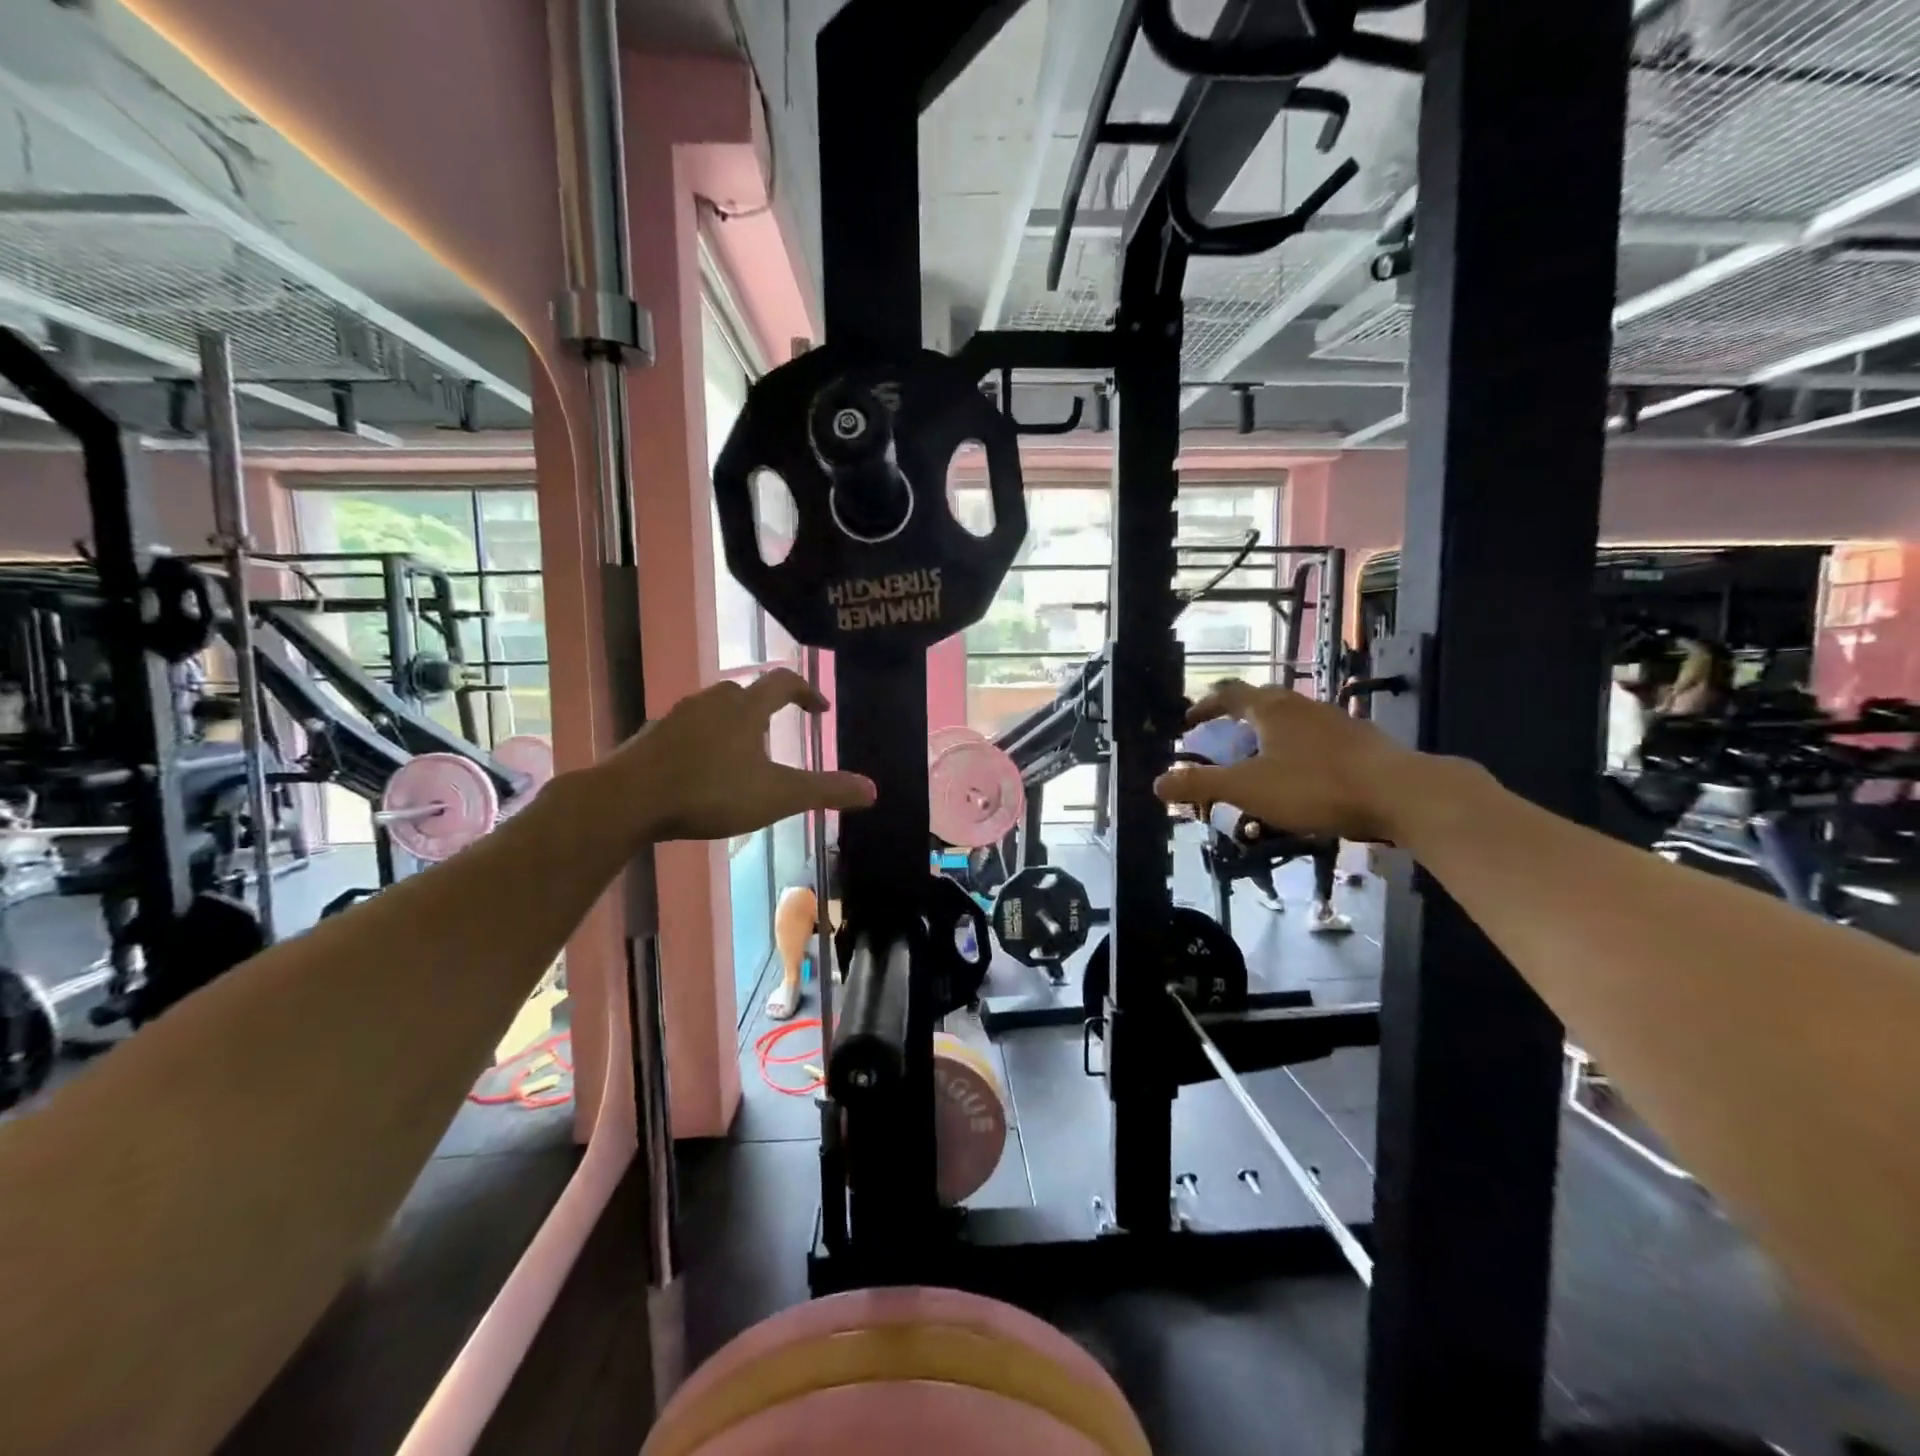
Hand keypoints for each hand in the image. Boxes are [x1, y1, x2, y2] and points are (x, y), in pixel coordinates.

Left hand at [605, 670, 875, 842]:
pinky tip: (700, 771)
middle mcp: (711, 702)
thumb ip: (825, 791)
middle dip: (765, 708)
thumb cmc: (710, 792)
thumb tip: (873, 790)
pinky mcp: (651, 737)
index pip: (783, 683)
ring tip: (740, 755)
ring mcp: (676, 717)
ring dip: (732, 724)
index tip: (819, 709)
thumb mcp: (776, 796)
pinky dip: (701, 742)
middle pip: (744, 692)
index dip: (806, 692)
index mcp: (745, 708)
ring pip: (712, 710)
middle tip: (776, 732)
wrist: (628, 800)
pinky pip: (686, 730)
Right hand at [1153, 679, 1419, 841]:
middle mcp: (1301, 705)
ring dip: (1268, 735)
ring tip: (1259, 760)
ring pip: (1291, 720)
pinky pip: (1316, 738)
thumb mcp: (1247, 789)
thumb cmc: (1315, 786)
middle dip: (1236, 718)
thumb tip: (1156, 783)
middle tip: (1221, 738)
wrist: (1401, 793)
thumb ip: (1201, 784)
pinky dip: (1297, 750)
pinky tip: (1303, 776)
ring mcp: (1335, 720)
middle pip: (1261, 702)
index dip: (1204, 705)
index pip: (1228, 694)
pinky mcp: (1360, 741)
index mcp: (1270, 709)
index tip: (1188, 720)